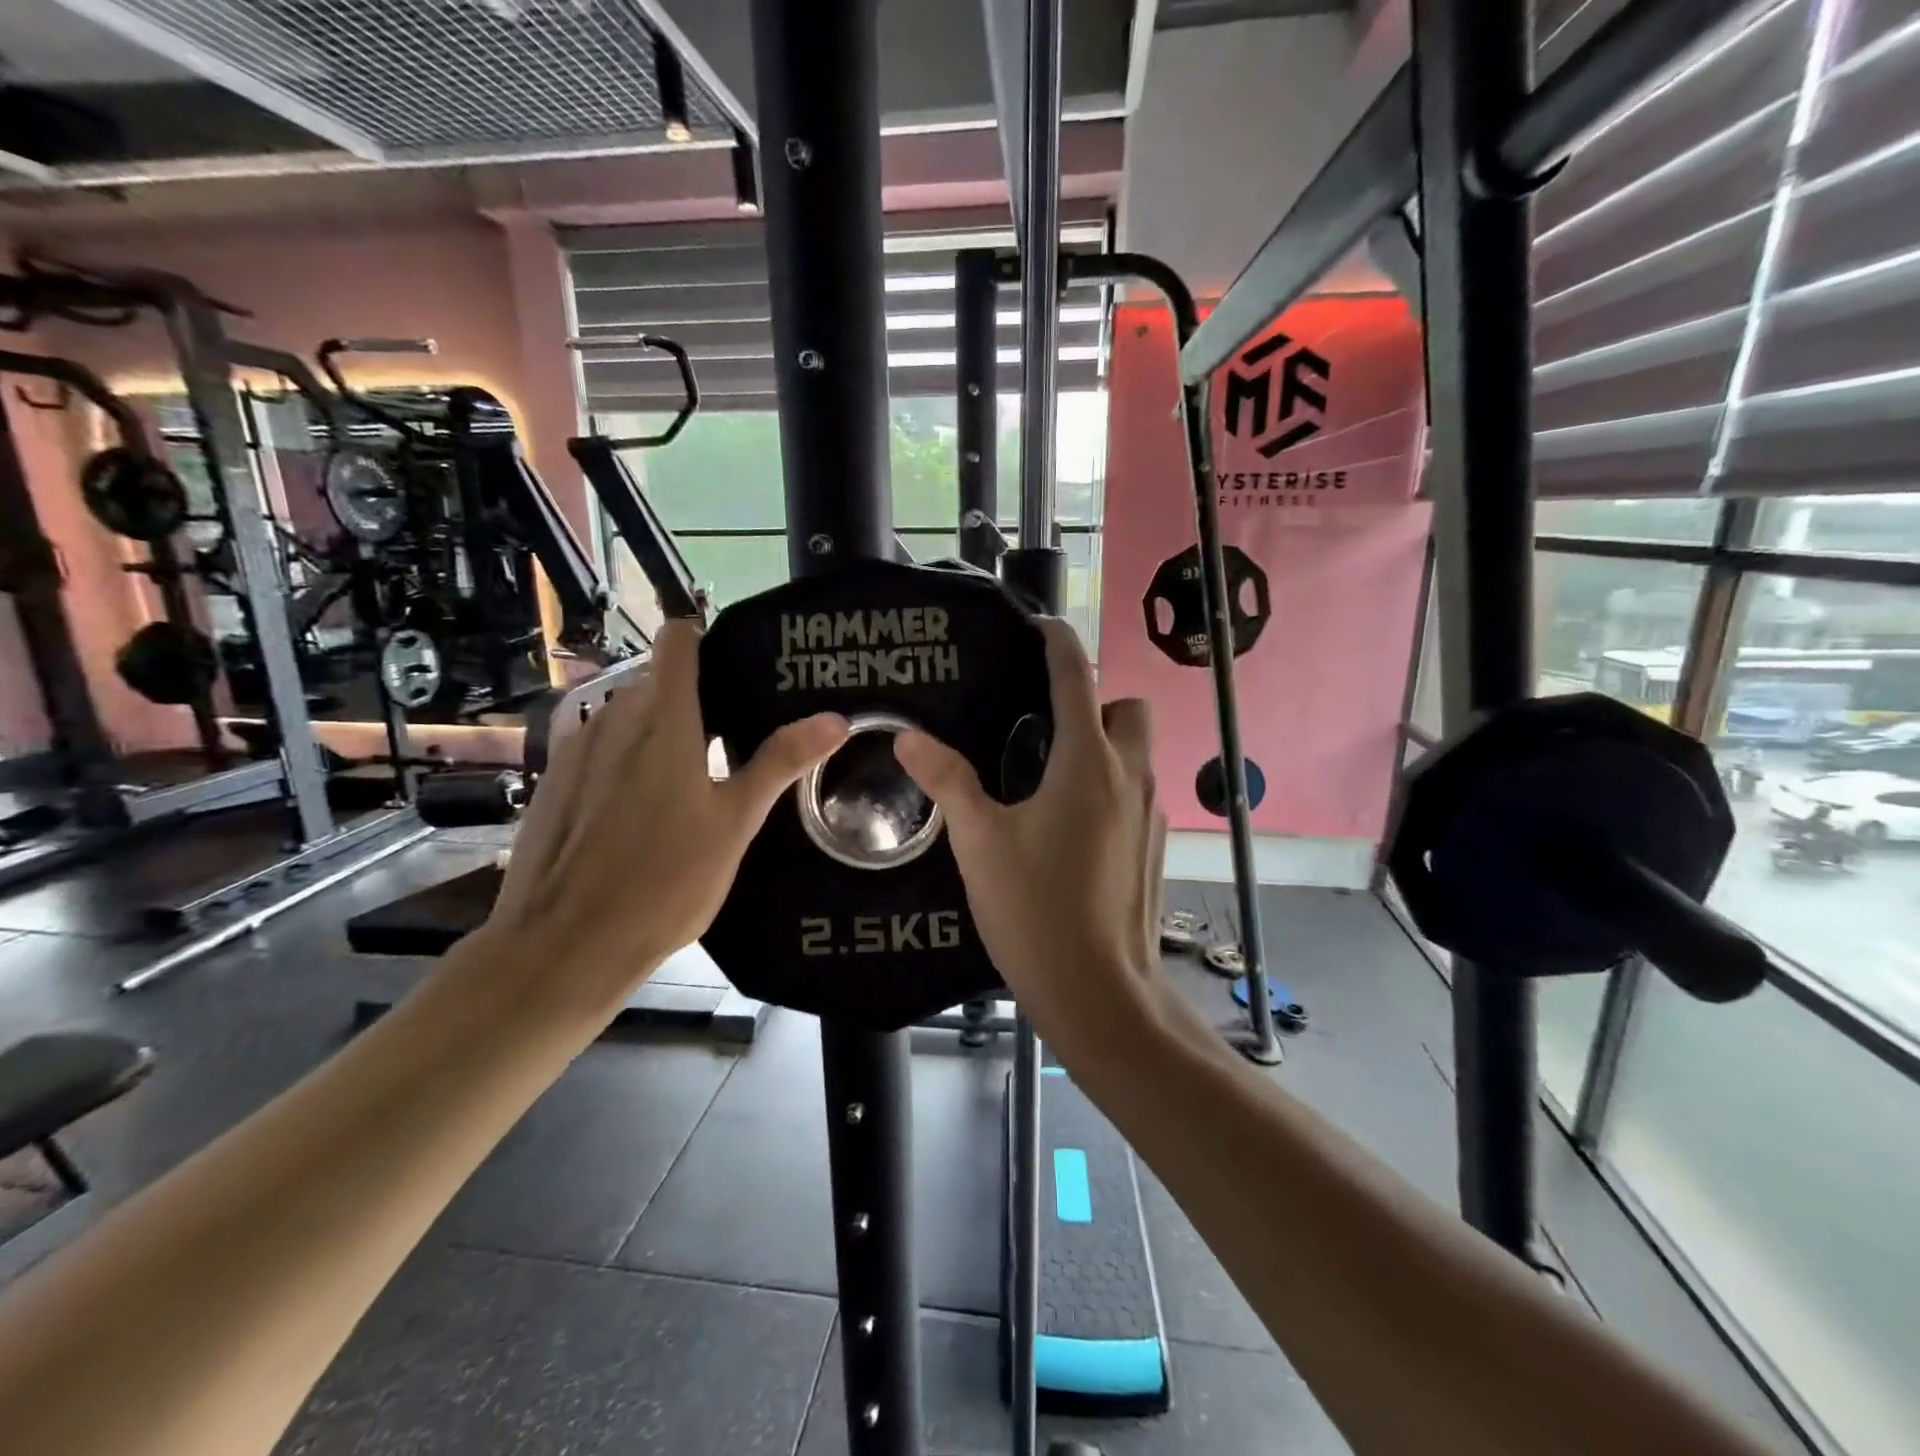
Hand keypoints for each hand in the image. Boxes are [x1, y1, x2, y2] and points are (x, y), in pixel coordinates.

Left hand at [481, 621, 846, 1014]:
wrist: (563, 947)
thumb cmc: (664, 882)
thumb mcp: (735, 823)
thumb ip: (780, 762)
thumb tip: (834, 717)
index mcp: (664, 721)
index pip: (678, 642)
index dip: (704, 637)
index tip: (737, 659)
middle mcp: (613, 720)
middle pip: (657, 682)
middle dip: (694, 695)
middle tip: (736, 732)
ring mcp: (576, 751)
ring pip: (626, 717)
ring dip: (659, 729)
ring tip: (695, 772)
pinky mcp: (553, 783)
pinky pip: (599, 749)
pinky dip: (626, 759)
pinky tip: (642, 809)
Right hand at [896, 621, 1167, 1046]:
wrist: (1099, 992)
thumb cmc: (1035, 910)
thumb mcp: (980, 842)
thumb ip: (947, 781)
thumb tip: (908, 737)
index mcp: (1088, 762)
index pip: (1077, 676)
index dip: (1058, 642)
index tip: (1037, 627)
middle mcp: (1131, 775)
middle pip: (1129, 708)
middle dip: (1097, 702)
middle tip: (1046, 729)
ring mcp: (1151, 812)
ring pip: (1140, 751)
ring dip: (1107, 744)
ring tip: (1052, 776)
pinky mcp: (1155, 845)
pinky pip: (1140, 791)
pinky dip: (1114, 784)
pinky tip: (1072, 825)